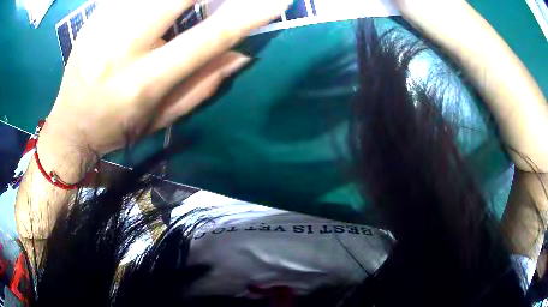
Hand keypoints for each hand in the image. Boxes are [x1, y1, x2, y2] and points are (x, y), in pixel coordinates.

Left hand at [44, 0, 291, 156]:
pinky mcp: (95, 14)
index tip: (276, 2)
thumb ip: (203, 86)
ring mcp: (105, 25)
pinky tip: (161, 6)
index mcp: (145, 81)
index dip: (248, 14)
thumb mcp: (161, 118)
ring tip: (189, 6)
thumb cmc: (117, 127)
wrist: (70, 124)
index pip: (208, 36)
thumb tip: (243, 55)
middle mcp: (123, 47)